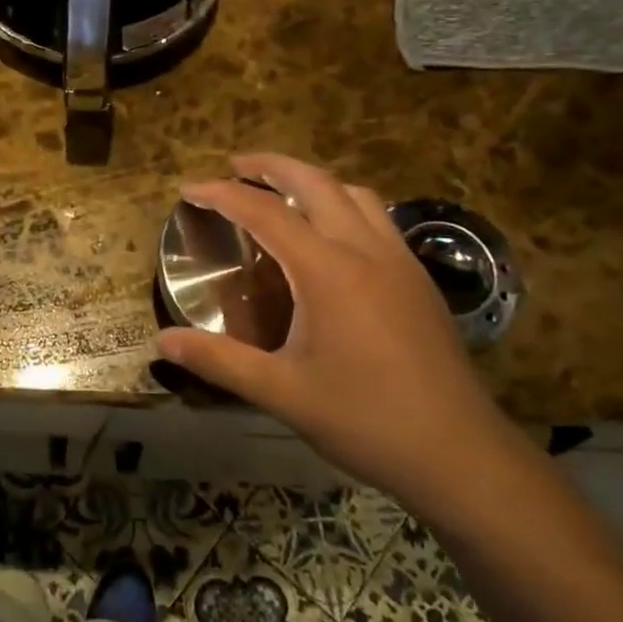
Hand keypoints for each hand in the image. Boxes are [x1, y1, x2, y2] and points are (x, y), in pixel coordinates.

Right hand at [157, 154, 526, 513]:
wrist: (461, 456)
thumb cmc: (365, 421)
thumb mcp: (281, 393)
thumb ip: (218, 361)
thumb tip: (162, 342)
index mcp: (328, 270)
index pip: (265, 213)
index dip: (222, 194)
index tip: (189, 188)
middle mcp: (366, 250)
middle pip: (315, 182)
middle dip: (271, 166)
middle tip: (235, 166)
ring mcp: (400, 262)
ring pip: (355, 194)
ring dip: (313, 181)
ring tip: (282, 192)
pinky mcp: (419, 281)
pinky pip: (377, 219)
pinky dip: (343, 205)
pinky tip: (332, 238)